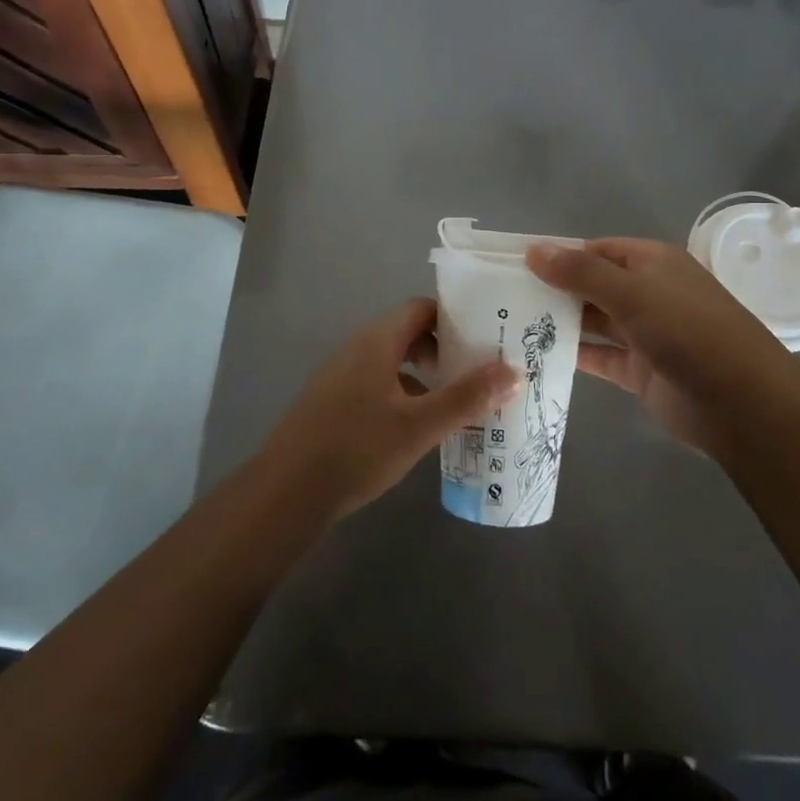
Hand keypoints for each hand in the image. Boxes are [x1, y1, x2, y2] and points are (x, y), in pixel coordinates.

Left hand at [258, 299, 517, 519]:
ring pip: (393, 360)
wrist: (286, 492)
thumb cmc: (356, 449)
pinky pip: (377, 382)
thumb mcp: (419, 427)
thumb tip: (512, 372)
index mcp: (377, 341)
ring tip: (458, 399)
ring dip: (425, 373)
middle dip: (445, 348)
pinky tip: (419, 425)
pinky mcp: (333, 401)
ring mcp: (341, 375)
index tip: (486, 335)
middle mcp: (357, 348)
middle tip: (479, 370)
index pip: (421, 308)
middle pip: (408, 333)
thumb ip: (466, 398)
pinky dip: (404, 392)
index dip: (455, 317)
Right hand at [527, 238, 783, 454]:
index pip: (597, 250)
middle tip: (503, 297)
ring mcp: (645, 334)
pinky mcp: (641, 372)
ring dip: (561, 322)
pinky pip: (601, 357)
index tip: (515, 265)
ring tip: (510, 324)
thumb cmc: (687, 331)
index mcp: (652, 263)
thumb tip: (533, 250)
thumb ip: (580, 272)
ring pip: (595, 322)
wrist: (741, 403)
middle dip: (555, 289)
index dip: (559, 254)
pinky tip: (537, 356)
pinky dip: (574, 355)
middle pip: (593, 284)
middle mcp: (648, 294)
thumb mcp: (632, 293)